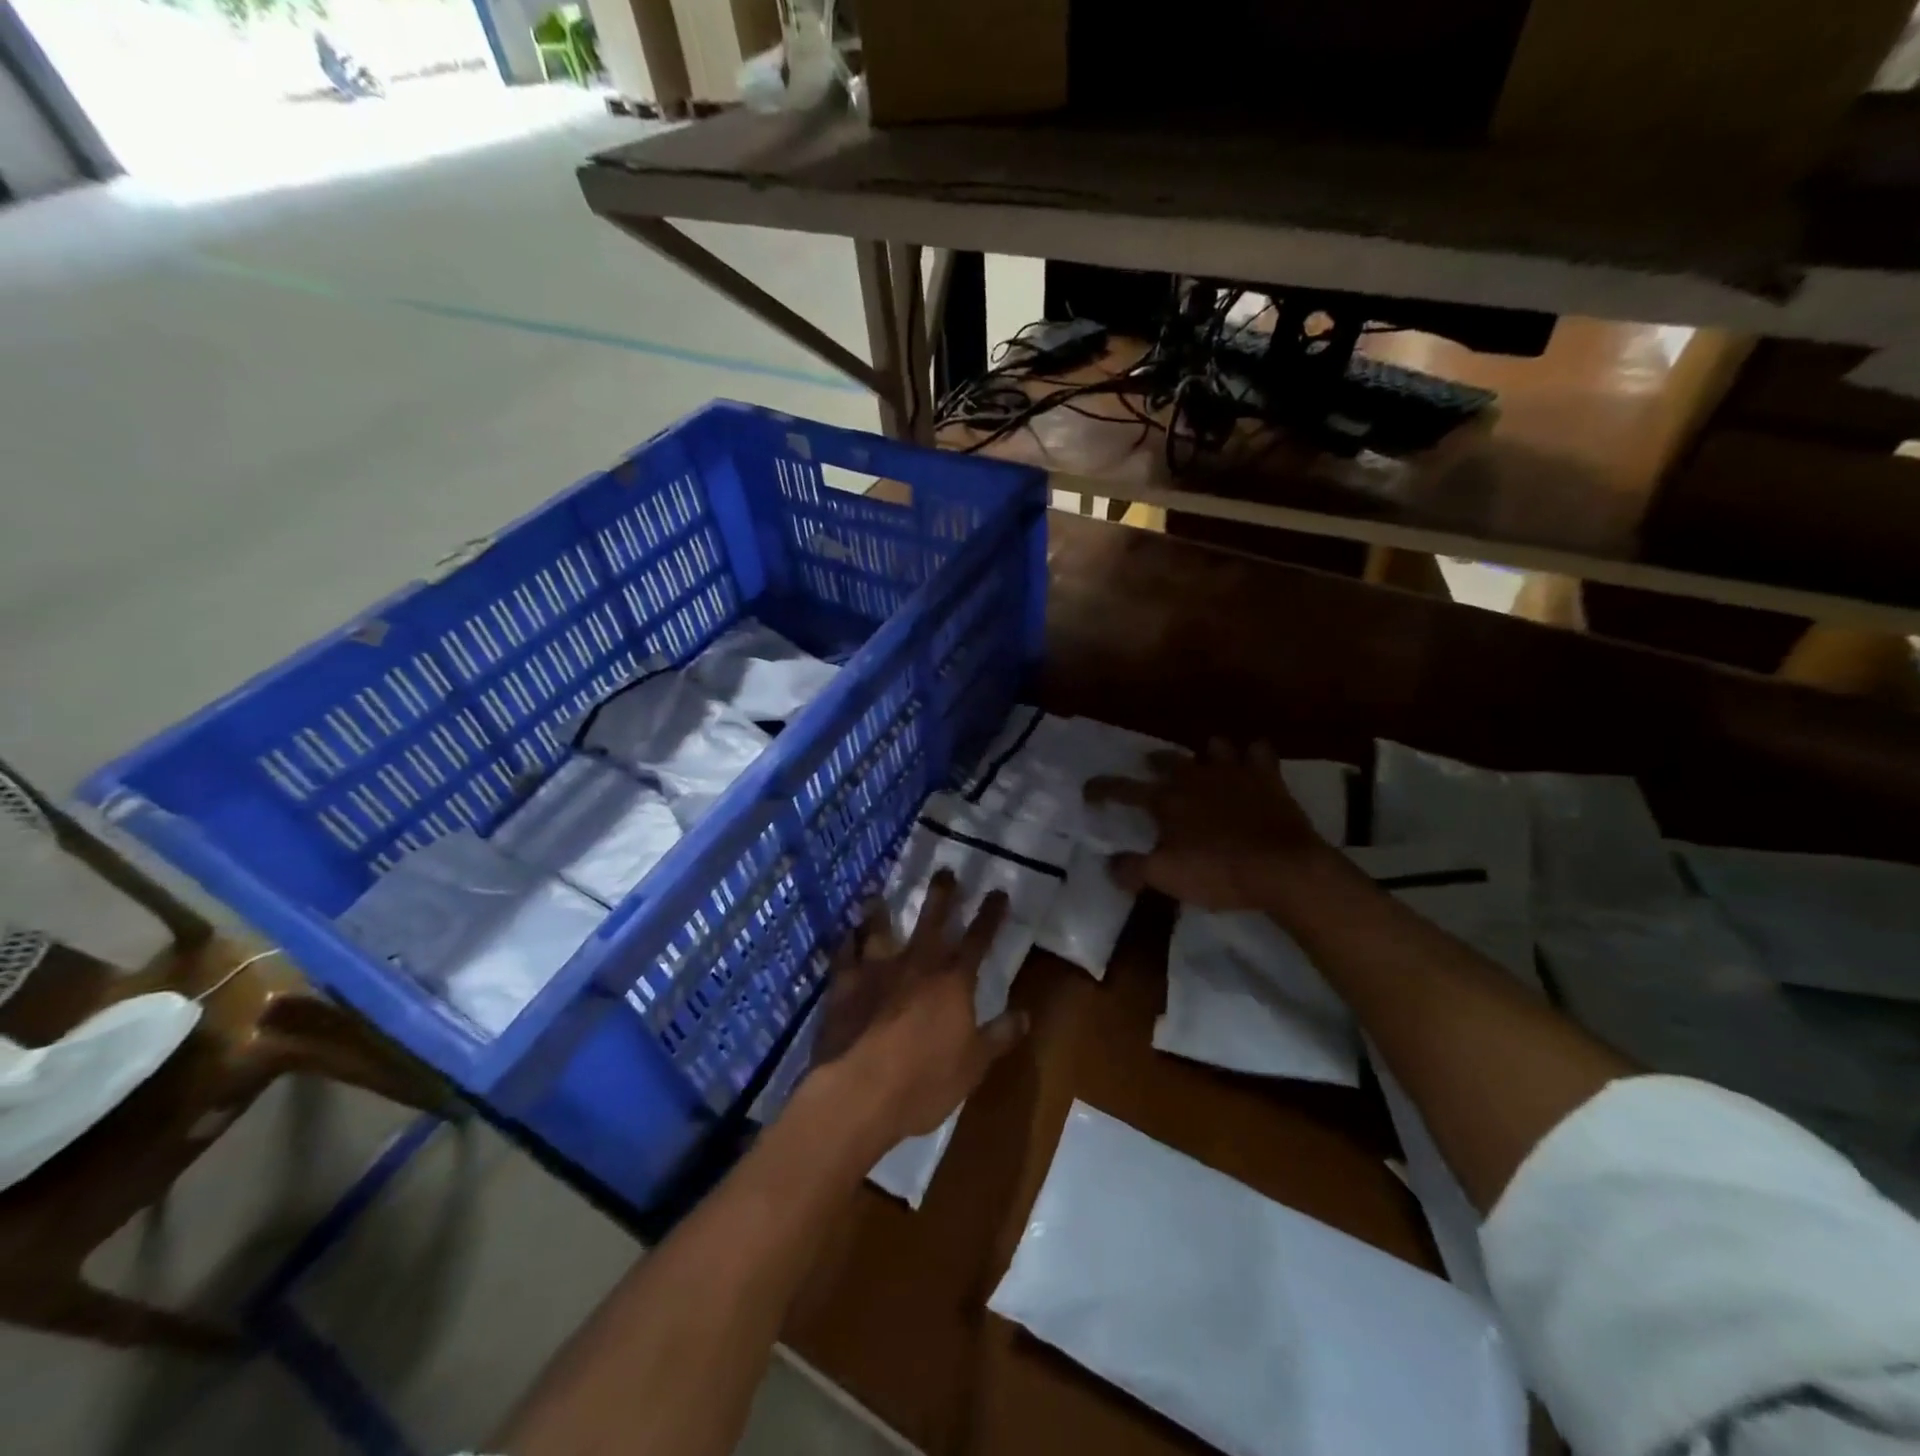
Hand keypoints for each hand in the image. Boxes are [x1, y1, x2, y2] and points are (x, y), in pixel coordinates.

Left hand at [806, 871, 1025, 1148]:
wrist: (859, 1091)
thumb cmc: (924, 1081)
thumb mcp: (974, 1065)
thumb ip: (1000, 1036)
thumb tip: (1026, 1014)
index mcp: (953, 981)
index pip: (979, 938)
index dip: (990, 914)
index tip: (998, 892)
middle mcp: (917, 964)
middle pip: (932, 919)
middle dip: (942, 894)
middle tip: (945, 871)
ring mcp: (877, 969)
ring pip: (880, 928)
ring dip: (880, 911)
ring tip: (876, 895)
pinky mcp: (844, 983)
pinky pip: (844, 954)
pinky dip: (846, 943)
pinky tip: (844, 936)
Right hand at [1084, 739, 1333, 911]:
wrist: (1284, 868)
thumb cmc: (1219, 872)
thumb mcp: (1167, 878)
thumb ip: (1133, 869)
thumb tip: (1110, 864)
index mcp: (1165, 800)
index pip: (1122, 789)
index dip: (1102, 789)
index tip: (1089, 790)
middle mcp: (1194, 777)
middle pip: (1166, 759)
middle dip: (1154, 762)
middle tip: (1149, 768)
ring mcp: (1233, 772)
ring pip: (1213, 746)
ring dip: (1205, 752)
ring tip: (1203, 763)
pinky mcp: (1267, 777)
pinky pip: (1258, 752)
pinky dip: (1252, 755)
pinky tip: (1251, 764)